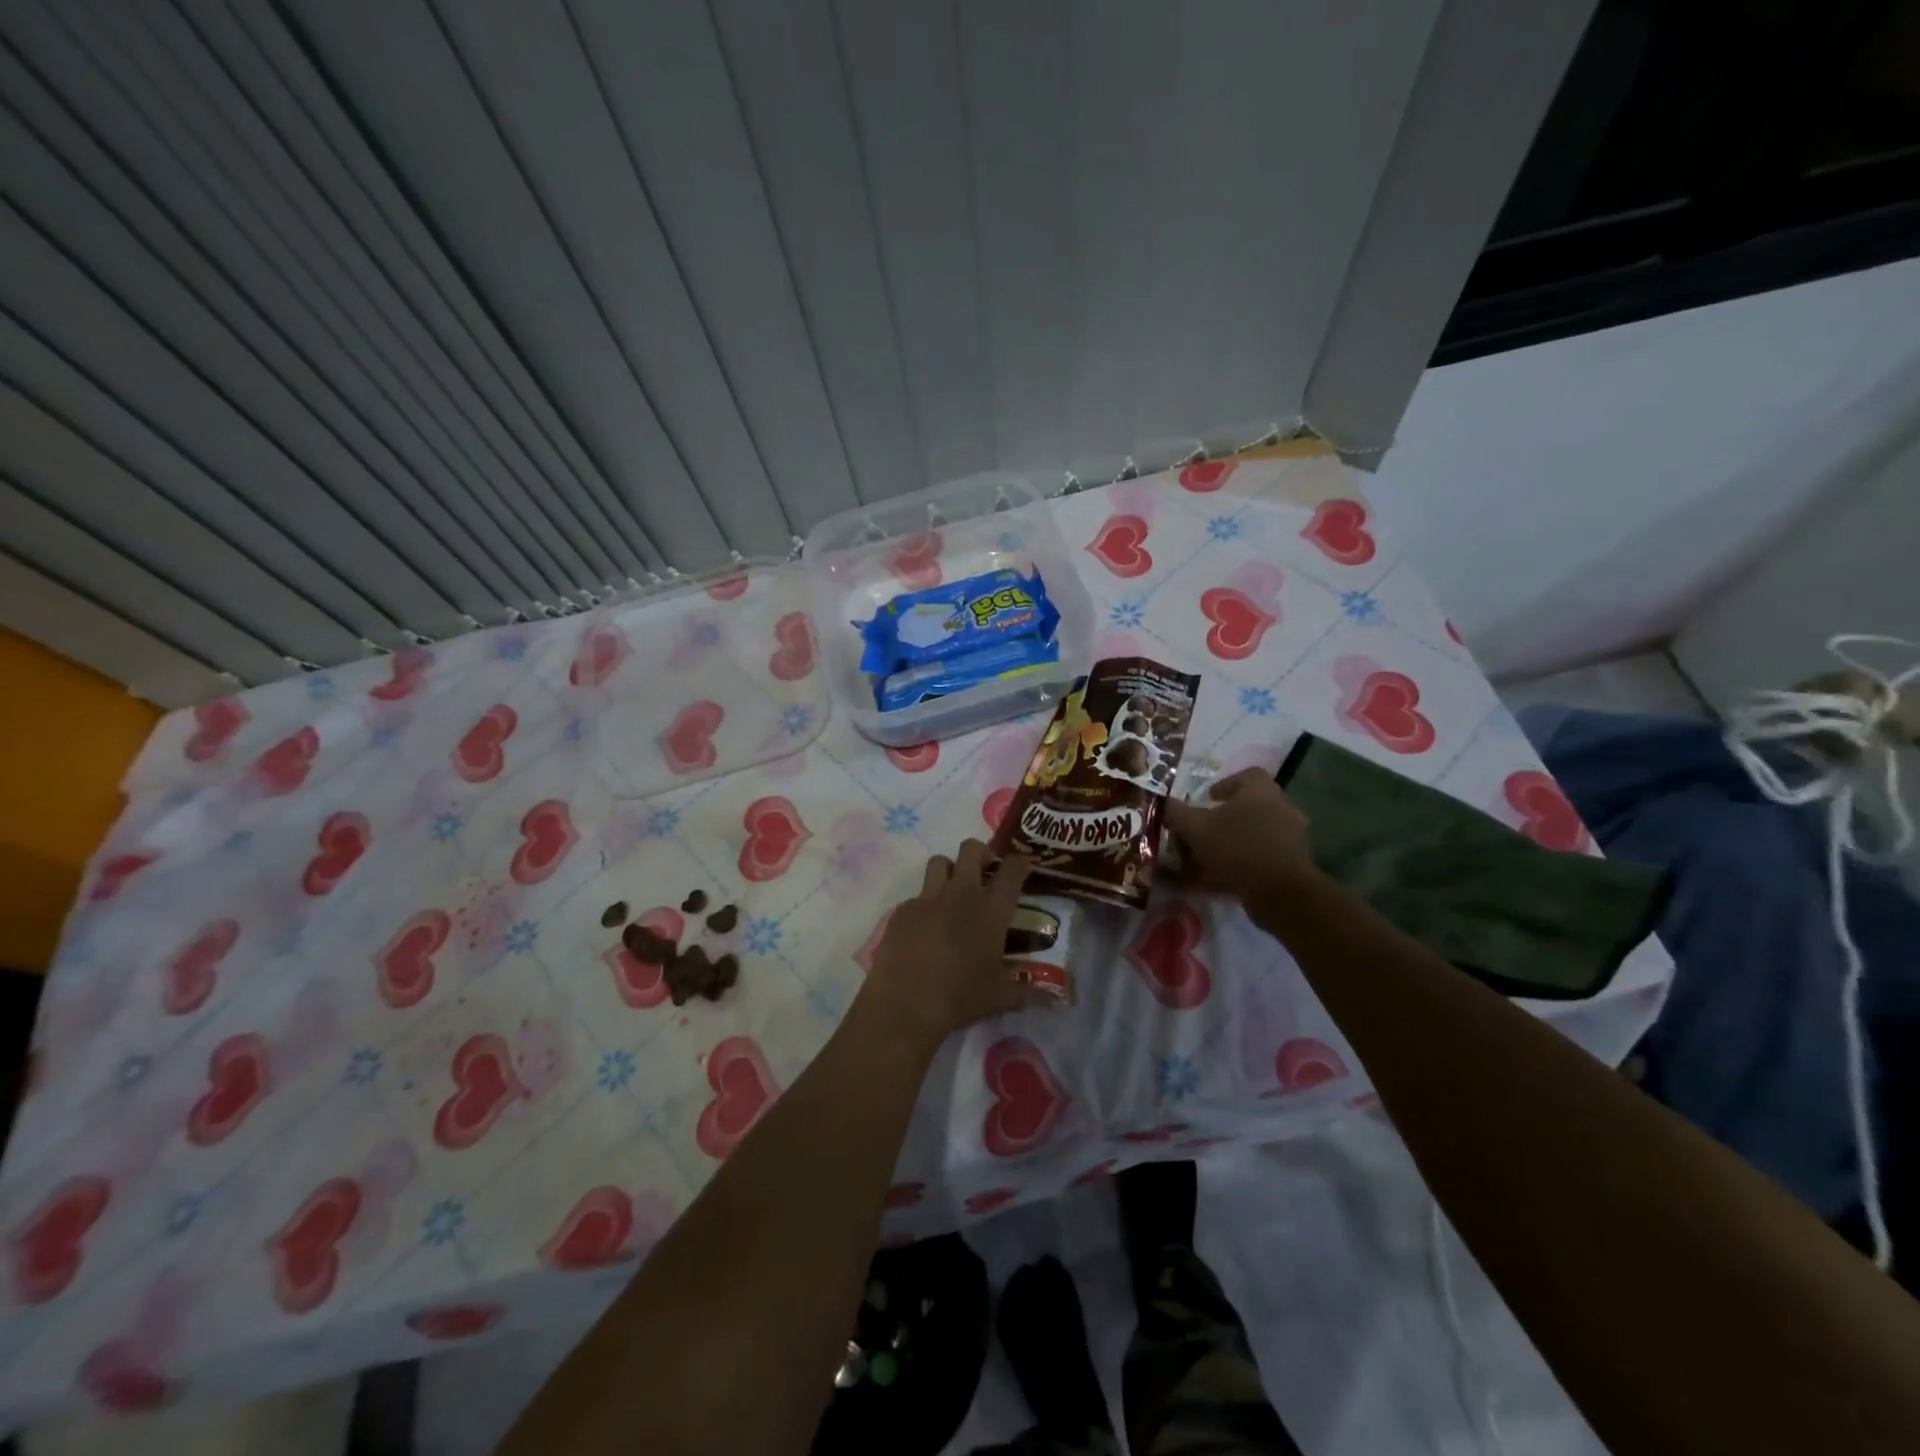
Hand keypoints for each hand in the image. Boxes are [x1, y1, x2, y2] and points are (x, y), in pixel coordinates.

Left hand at [864, 841, 1033, 1046]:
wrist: (906, 1003)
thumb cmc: (960, 997)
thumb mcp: (1000, 997)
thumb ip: (1026, 991)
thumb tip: (1051, 1000)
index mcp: (991, 911)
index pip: (1012, 870)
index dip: (1020, 862)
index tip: (1023, 866)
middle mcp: (961, 894)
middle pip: (972, 849)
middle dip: (981, 853)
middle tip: (985, 872)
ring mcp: (929, 898)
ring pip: (940, 861)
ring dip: (950, 870)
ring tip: (953, 891)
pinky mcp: (903, 909)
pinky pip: (917, 895)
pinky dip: (926, 904)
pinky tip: (926, 927)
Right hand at [1163, 767, 1317, 899]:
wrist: (1281, 892)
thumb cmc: (1237, 847)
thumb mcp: (1196, 828)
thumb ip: (1178, 813)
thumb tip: (1165, 803)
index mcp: (1261, 791)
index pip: (1247, 775)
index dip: (1225, 784)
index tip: (1207, 799)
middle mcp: (1281, 808)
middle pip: (1250, 807)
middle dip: (1225, 818)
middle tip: (1203, 831)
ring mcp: (1291, 837)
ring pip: (1255, 835)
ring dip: (1232, 844)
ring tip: (1206, 860)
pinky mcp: (1293, 865)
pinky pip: (1261, 859)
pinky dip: (1241, 866)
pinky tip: (1219, 881)